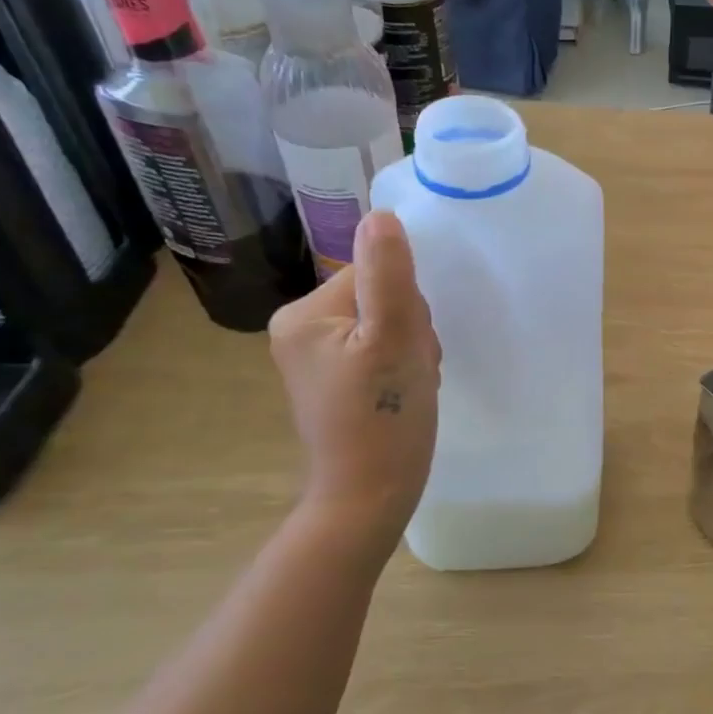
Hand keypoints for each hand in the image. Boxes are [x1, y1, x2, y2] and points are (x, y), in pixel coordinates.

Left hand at [270, 211, 439, 547]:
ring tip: (409, 386)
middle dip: (411, 330)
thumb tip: (382, 216)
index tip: (409, 347)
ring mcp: (317, 357)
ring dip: (411, 350)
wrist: (369, 496)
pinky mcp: (336, 380)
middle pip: (383, 299)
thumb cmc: (383, 419)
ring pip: (388, 324)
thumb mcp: (395, 339)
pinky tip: (403, 393)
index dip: (409, 307)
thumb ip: (389, 275)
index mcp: (305, 314)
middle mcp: (301, 329)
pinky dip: (402, 367)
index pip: (376, 276)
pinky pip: (381, 349)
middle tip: (411, 372)